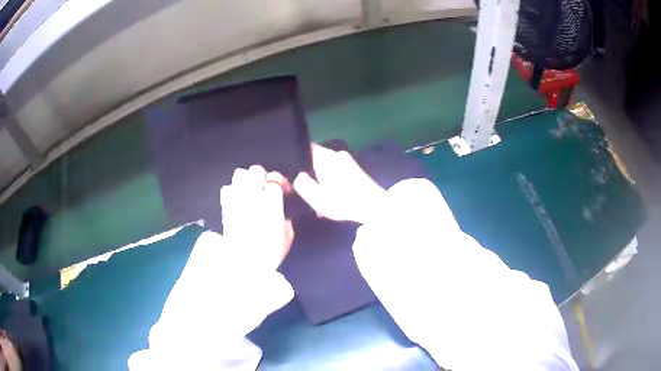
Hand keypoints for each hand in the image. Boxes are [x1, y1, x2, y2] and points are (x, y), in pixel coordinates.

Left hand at [220, 165, 293, 270]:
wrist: (243, 265)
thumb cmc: (269, 253)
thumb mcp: (287, 236)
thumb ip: (286, 219)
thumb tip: (281, 213)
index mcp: (271, 203)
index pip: (275, 180)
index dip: (280, 183)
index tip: (283, 190)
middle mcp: (253, 196)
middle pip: (256, 171)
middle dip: (263, 176)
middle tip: (265, 188)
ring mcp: (237, 199)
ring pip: (239, 174)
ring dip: (246, 179)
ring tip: (250, 190)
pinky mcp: (225, 206)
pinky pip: (227, 188)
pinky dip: (232, 190)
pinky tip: (237, 199)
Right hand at [294, 144, 385, 223]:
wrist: (376, 207)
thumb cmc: (344, 202)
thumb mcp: (317, 198)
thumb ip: (302, 184)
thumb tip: (297, 175)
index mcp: (325, 157)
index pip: (305, 146)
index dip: (295, 155)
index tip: (289, 168)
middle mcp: (336, 154)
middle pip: (315, 158)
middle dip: (308, 172)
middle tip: (302, 187)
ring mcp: (347, 161)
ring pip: (325, 166)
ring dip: (320, 180)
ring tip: (317, 196)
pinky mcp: (355, 169)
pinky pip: (336, 171)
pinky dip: (330, 182)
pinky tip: (330, 197)